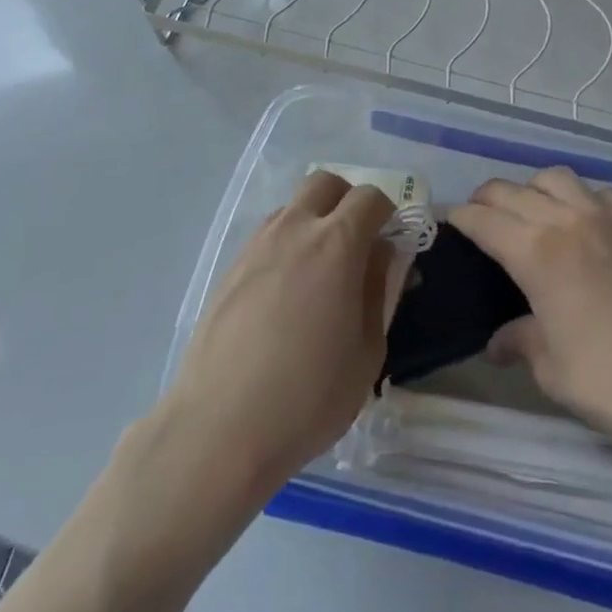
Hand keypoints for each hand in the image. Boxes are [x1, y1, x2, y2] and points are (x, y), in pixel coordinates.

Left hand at [166, 171, 398, 493]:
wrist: (220, 428)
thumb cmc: (308, 396)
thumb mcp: (367, 352)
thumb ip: (377, 290)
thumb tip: (380, 254)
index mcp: (337, 244)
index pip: (369, 198)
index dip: (387, 212)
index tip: (391, 239)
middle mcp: (294, 230)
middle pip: (325, 183)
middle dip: (347, 200)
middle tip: (356, 242)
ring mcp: (256, 246)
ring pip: (292, 208)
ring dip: (313, 222)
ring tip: (319, 273)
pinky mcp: (230, 269)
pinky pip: (267, 237)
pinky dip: (286, 246)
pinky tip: (285, 295)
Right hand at [448, 167, 611, 468]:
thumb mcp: (552, 369)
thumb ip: (520, 342)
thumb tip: (499, 342)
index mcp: (537, 253)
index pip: (483, 219)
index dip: (460, 218)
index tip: (448, 222)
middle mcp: (568, 221)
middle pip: (513, 190)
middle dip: (487, 199)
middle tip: (481, 218)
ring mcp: (610, 218)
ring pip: (558, 179)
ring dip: (533, 190)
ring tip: (532, 213)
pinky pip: (602, 195)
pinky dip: (582, 200)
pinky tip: (586, 225)